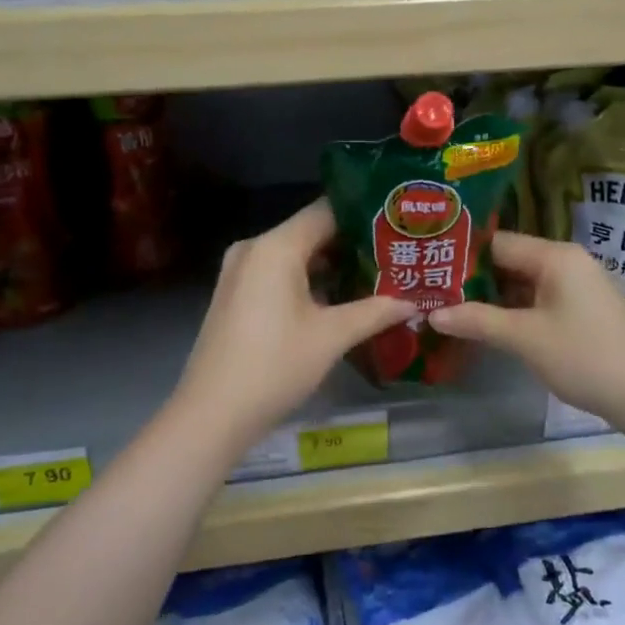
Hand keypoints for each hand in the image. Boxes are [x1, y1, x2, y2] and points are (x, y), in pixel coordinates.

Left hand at [169, 200, 416, 450]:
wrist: (212, 414)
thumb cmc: (274, 366)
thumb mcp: (331, 337)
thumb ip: (375, 312)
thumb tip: (413, 302)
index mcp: (276, 246)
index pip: (327, 211)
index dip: (364, 216)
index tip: (397, 225)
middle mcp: (255, 248)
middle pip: (311, 231)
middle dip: (353, 243)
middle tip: (396, 253)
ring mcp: (240, 271)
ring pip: (295, 254)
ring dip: (331, 265)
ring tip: (376, 275)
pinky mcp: (235, 293)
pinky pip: (278, 273)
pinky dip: (307, 280)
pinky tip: (339, 298)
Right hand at [430, 231, 624, 428]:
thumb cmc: (584, 356)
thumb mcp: (524, 338)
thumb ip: (477, 321)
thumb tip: (432, 314)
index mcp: (554, 256)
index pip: (498, 243)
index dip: (462, 255)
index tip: (430, 268)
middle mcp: (566, 262)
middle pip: (510, 260)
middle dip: (474, 278)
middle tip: (434, 290)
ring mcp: (577, 286)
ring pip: (524, 282)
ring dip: (492, 296)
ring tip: (451, 307)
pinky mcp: (583, 309)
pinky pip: (539, 299)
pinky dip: (514, 309)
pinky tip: (488, 324)